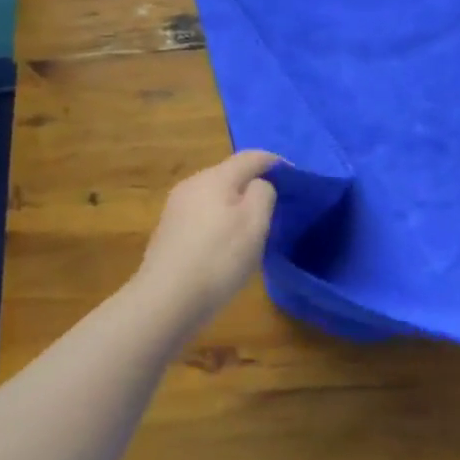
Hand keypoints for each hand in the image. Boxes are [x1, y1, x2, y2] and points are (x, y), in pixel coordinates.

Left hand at [133, 151, 278, 320]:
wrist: (164, 302)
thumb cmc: (217, 258)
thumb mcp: (255, 223)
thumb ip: (263, 193)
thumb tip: (258, 186)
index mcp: (214, 177)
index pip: (251, 157)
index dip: (275, 163)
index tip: (295, 178)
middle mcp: (191, 185)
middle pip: (230, 175)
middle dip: (253, 185)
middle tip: (275, 207)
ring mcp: (175, 209)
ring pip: (214, 197)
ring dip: (235, 206)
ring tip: (252, 229)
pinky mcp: (167, 233)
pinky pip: (202, 216)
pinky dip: (218, 223)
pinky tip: (224, 247)